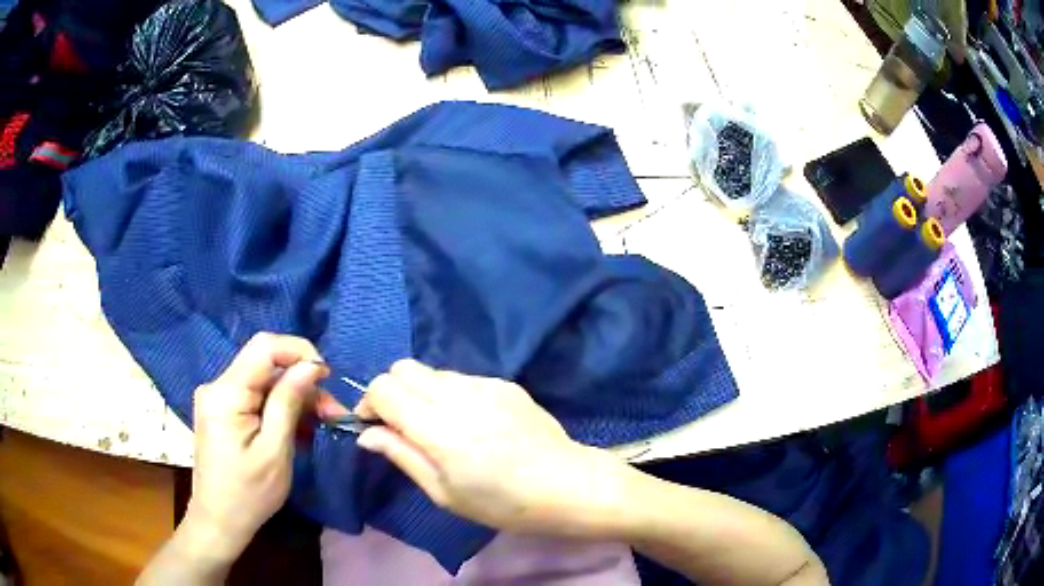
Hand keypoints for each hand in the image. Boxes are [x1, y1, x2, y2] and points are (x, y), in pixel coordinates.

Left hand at [186, 333, 344, 556]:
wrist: (218, 521)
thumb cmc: (248, 494)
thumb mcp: (274, 452)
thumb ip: (288, 403)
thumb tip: (311, 365)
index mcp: (226, 393)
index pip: (265, 347)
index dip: (299, 352)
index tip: (328, 378)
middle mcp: (218, 386)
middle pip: (267, 366)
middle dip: (303, 383)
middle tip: (335, 413)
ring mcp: (218, 398)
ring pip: (265, 382)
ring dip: (296, 398)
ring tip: (324, 423)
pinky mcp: (223, 411)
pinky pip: (257, 397)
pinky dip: (281, 409)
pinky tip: (300, 430)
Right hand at [354, 360, 628, 535]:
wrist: (567, 485)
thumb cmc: (503, 503)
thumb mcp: (445, 493)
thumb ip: (402, 456)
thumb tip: (367, 433)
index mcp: (439, 428)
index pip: (383, 388)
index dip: (369, 404)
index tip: (374, 427)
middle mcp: (458, 395)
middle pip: (403, 368)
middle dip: (391, 391)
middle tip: (401, 425)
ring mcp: (485, 384)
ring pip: (432, 371)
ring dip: (420, 392)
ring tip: (438, 427)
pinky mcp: (505, 383)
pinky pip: (461, 378)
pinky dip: (449, 394)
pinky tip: (471, 423)